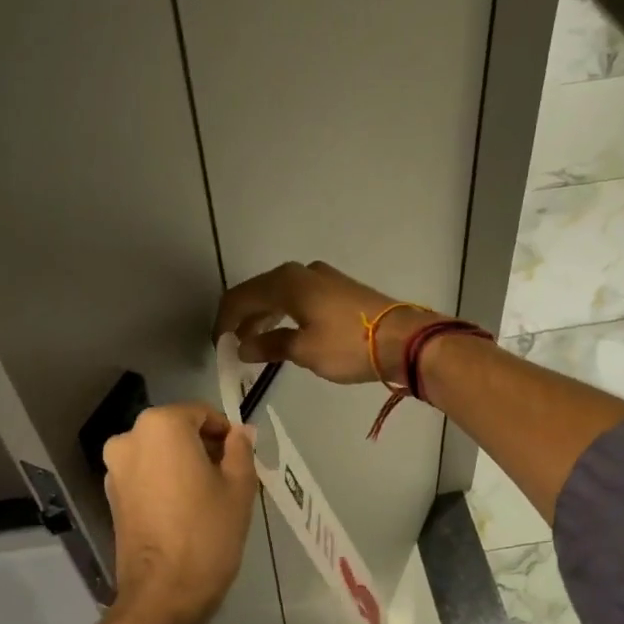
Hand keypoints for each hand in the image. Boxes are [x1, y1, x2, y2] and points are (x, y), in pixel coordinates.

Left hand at [102, 403, 256, 623]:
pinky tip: (186, 510)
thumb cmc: (208, 533)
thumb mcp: (239, 486)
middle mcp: (130, 438)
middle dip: (204, 448)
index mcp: (161, 426)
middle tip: (230, 478)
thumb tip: (240, 432)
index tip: (242, 459)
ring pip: (160, 454)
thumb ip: (241, 449)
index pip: (202, 414)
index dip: (226, 433)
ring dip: (184, 465)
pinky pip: (146, 476)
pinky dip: (166, 482)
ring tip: (209, 497)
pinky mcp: (111, 497)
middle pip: (177, 432)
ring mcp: (115, 469)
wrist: (163, 594)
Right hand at [214, 261, 445, 385]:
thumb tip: (243, 346)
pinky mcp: (338, 290)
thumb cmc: (348, 345)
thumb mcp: (304, 351)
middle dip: (243, 319)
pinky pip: (299, 299)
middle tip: (235, 348)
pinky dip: (285, 316)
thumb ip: (269, 346)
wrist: (404, 339)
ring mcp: (322, 278)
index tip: (218, 346)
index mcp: (286, 282)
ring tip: (257, 346)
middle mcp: (301, 273)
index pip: (240, 297)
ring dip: (264, 319)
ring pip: (280, 296)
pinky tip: (286, 336)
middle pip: (259, 293)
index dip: (224, 322)